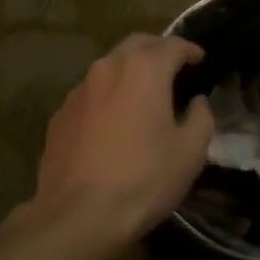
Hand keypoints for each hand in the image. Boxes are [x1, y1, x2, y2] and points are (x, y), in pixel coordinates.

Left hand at [32, 34, 214, 244]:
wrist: (79, 215)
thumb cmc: (144, 179)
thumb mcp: (190, 152)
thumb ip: (201, 117)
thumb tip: (196, 102)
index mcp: (143, 69)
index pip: (172, 45)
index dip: (190, 50)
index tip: (200, 59)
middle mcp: (107, 68)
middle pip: (136, 45)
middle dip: (157, 51)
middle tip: (172, 69)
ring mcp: (78, 91)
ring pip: (108, 68)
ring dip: (128, 73)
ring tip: (142, 95)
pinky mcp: (59, 115)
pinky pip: (89, 95)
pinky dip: (106, 97)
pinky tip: (112, 123)